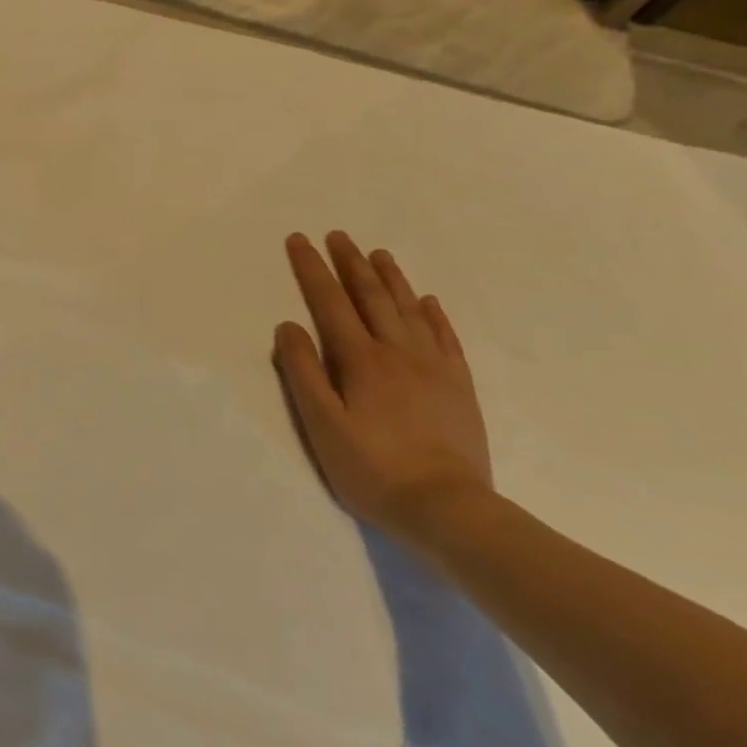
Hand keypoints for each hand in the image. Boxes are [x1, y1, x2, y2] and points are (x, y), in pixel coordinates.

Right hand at [274, 232, 492, 542]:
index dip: (312, 269)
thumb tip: (288, 325)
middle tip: (338, 235)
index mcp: (360, 360)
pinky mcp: (458, 387)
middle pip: (370, 297)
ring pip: (409, 310)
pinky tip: (427, 301)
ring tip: (378, 254)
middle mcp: (397, 352)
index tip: (299, 240)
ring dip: (390, 279)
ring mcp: (433, 368)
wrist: (448, 510)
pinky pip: (445, 338)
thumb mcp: (322, 424)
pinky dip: (433, 314)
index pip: (329, 302)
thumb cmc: (372, 469)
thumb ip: (302, 371)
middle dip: (350, 263)